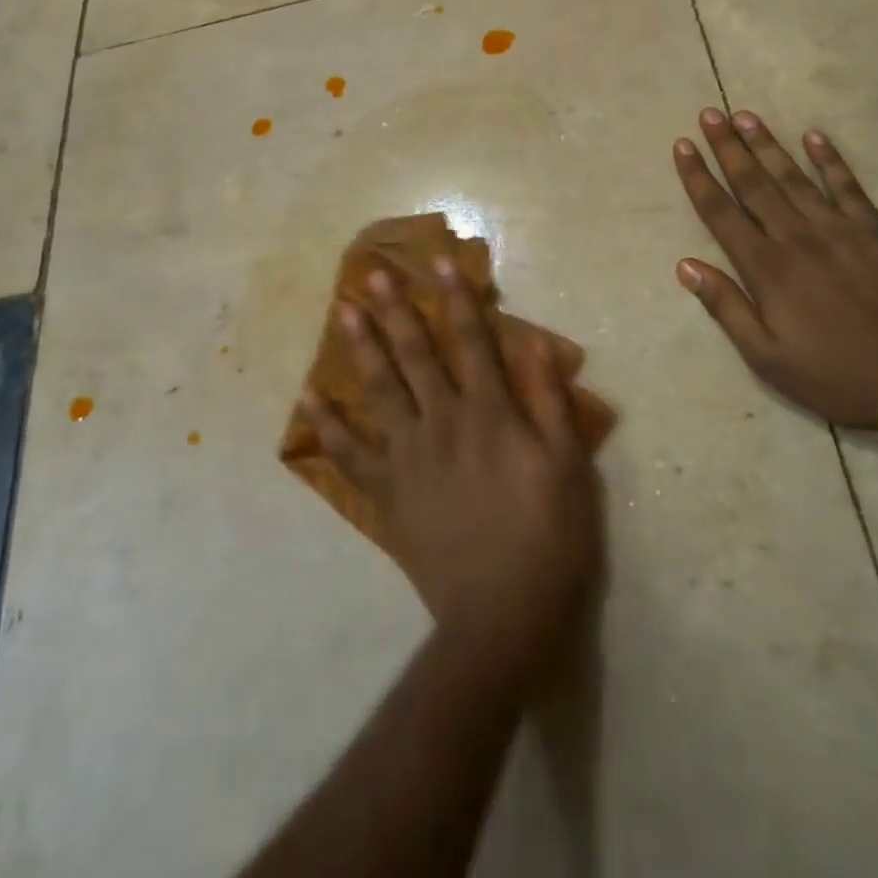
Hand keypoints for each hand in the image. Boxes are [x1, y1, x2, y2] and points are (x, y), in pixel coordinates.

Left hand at [302, 260, 604, 683]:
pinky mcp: (387, 494)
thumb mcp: (568, 465)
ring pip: (380, 391)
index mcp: (489, 413)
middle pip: (416, 355)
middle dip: (396, 310)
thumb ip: (547, 400)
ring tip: (342, 313)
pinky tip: (309, 399)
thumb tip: (531, 341)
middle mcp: (442, 422)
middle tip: (372, 273)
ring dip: (361, 348)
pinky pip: (352, 455)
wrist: (502, 616)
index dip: (456, 297)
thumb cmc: (548, 537)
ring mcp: (409, 458)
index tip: (438, 262)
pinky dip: (329, 426)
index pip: (471, 340)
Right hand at [673, 109, 877, 429]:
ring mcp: (837, 229)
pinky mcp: (873, 232)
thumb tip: (685, 265)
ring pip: (793, 176)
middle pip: (754, 183)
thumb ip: (725, 307)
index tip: (682, 146)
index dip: (698, 177)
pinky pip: (847, 186)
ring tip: (746, 115)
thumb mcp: (766, 357)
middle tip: (710, 113)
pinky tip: (814, 137)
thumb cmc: (833, 374)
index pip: (721, 212)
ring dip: (767, 144)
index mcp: (766, 268)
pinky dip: (830, 160)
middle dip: (727, 147)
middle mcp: (796, 237)